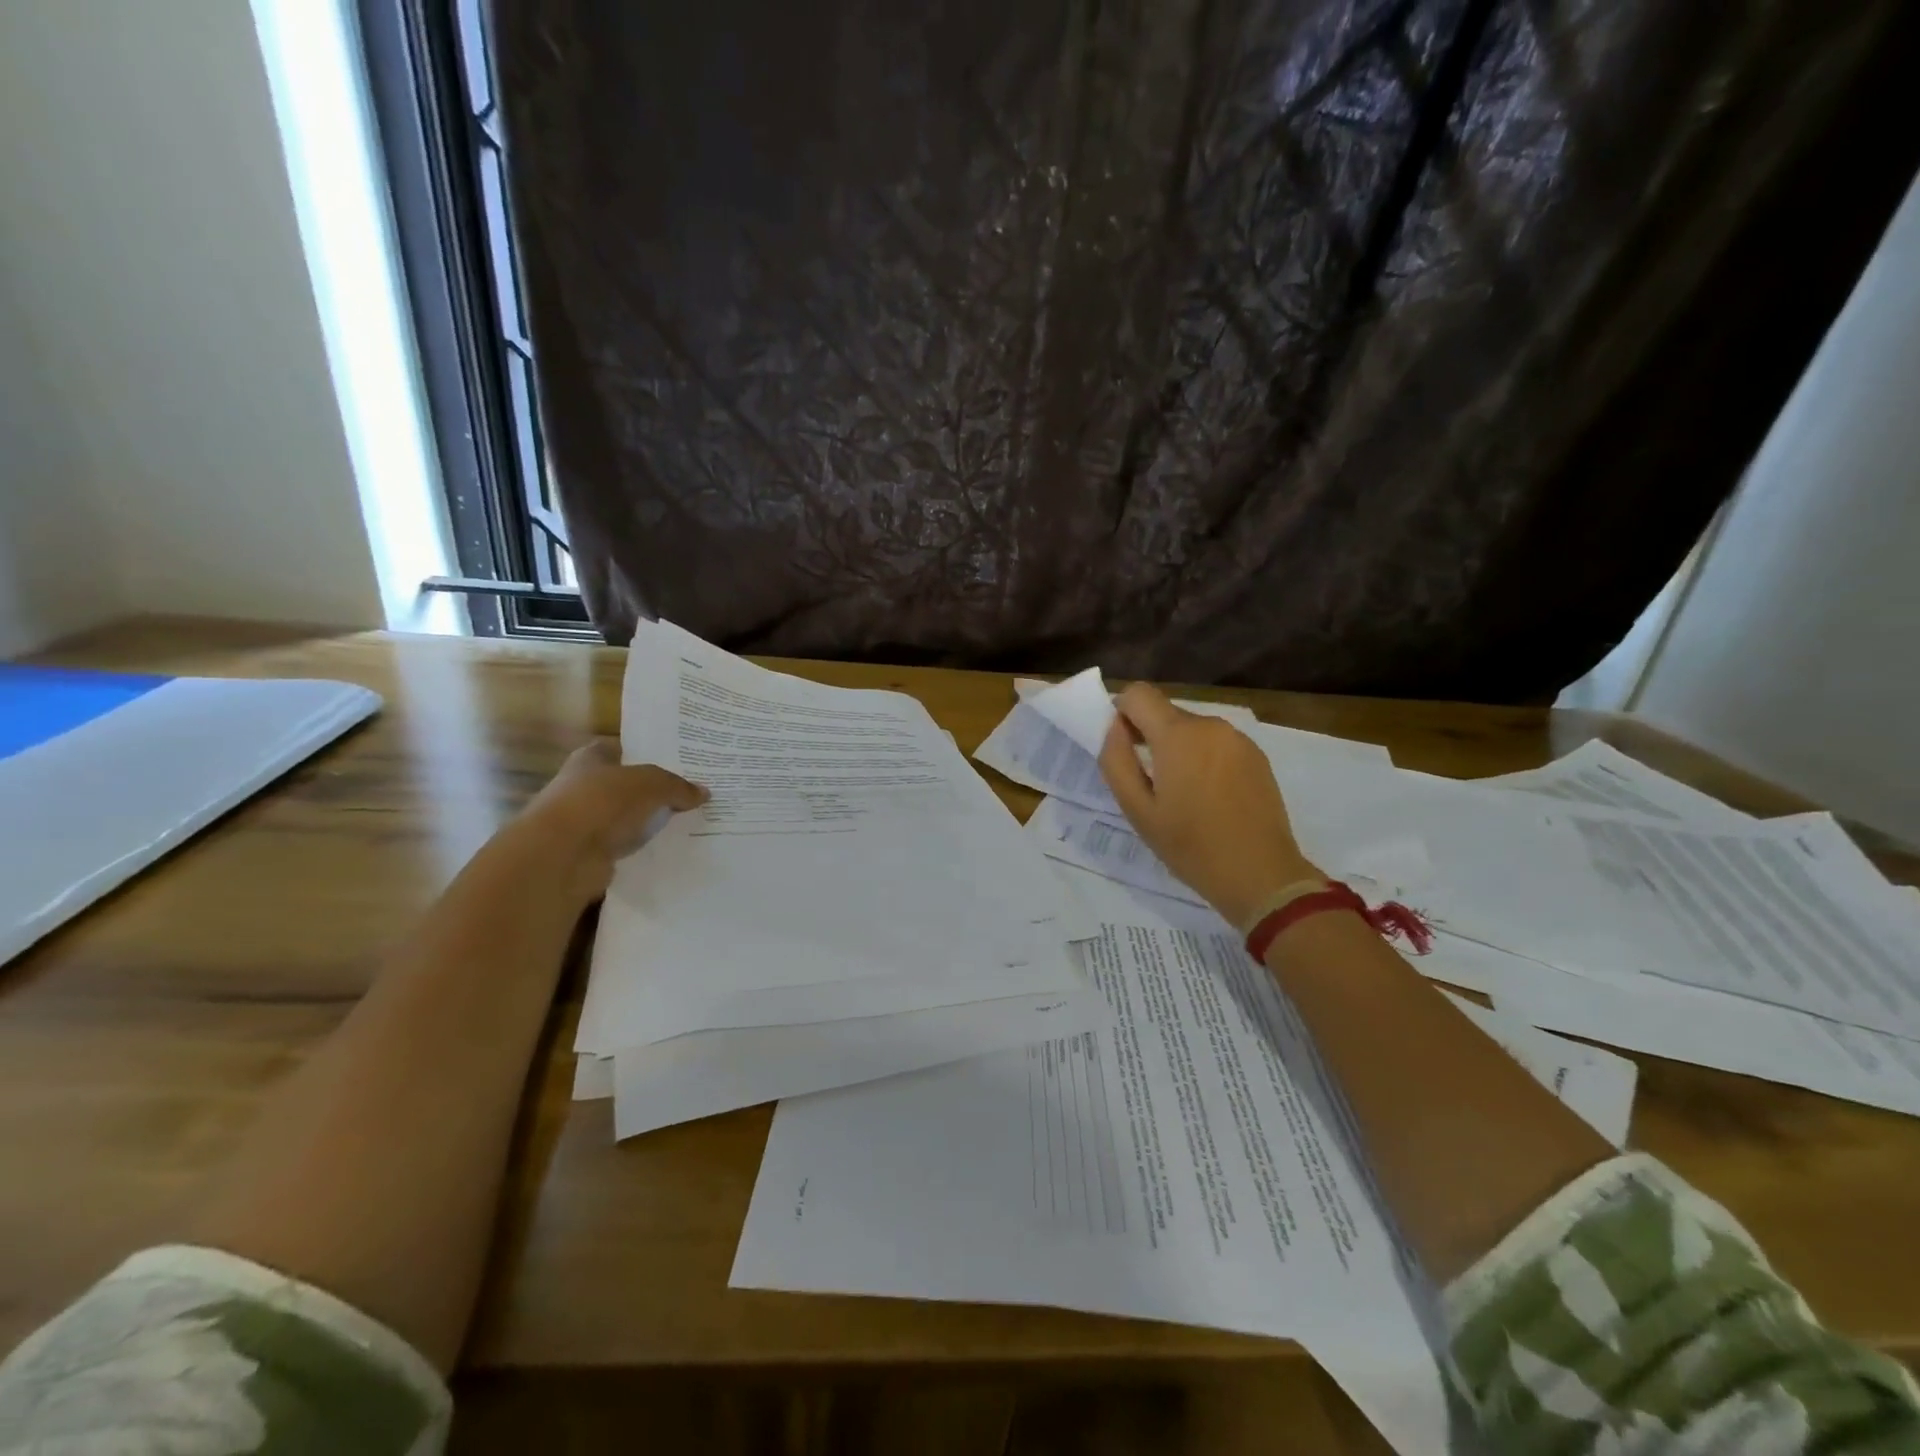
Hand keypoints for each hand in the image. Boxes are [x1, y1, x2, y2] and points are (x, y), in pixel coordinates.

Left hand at [516, 740, 707, 901]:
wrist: (562, 856)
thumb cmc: (602, 802)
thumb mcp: (651, 784)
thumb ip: (677, 786)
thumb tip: (703, 792)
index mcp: (590, 759)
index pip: (621, 748)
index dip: (646, 752)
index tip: (676, 760)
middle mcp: (583, 786)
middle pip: (625, 784)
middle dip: (653, 789)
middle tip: (691, 793)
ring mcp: (585, 821)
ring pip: (626, 817)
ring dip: (648, 821)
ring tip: (689, 822)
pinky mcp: (589, 853)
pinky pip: (625, 846)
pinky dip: (643, 847)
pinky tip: (671, 848)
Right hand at [1098, 684, 1318, 929]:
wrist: (1261, 875)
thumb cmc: (1191, 846)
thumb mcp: (1138, 810)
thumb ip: (1116, 761)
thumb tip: (1113, 728)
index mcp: (1178, 735)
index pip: (1138, 693)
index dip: (1121, 712)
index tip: (1122, 746)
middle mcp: (1210, 726)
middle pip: (1165, 713)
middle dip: (1149, 736)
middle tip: (1149, 783)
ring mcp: (1238, 739)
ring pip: (1192, 730)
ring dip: (1178, 750)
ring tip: (1182, 796)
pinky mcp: (1257, 756)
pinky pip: (1217, 744)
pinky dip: (1204, 759)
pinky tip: (1210, 798)